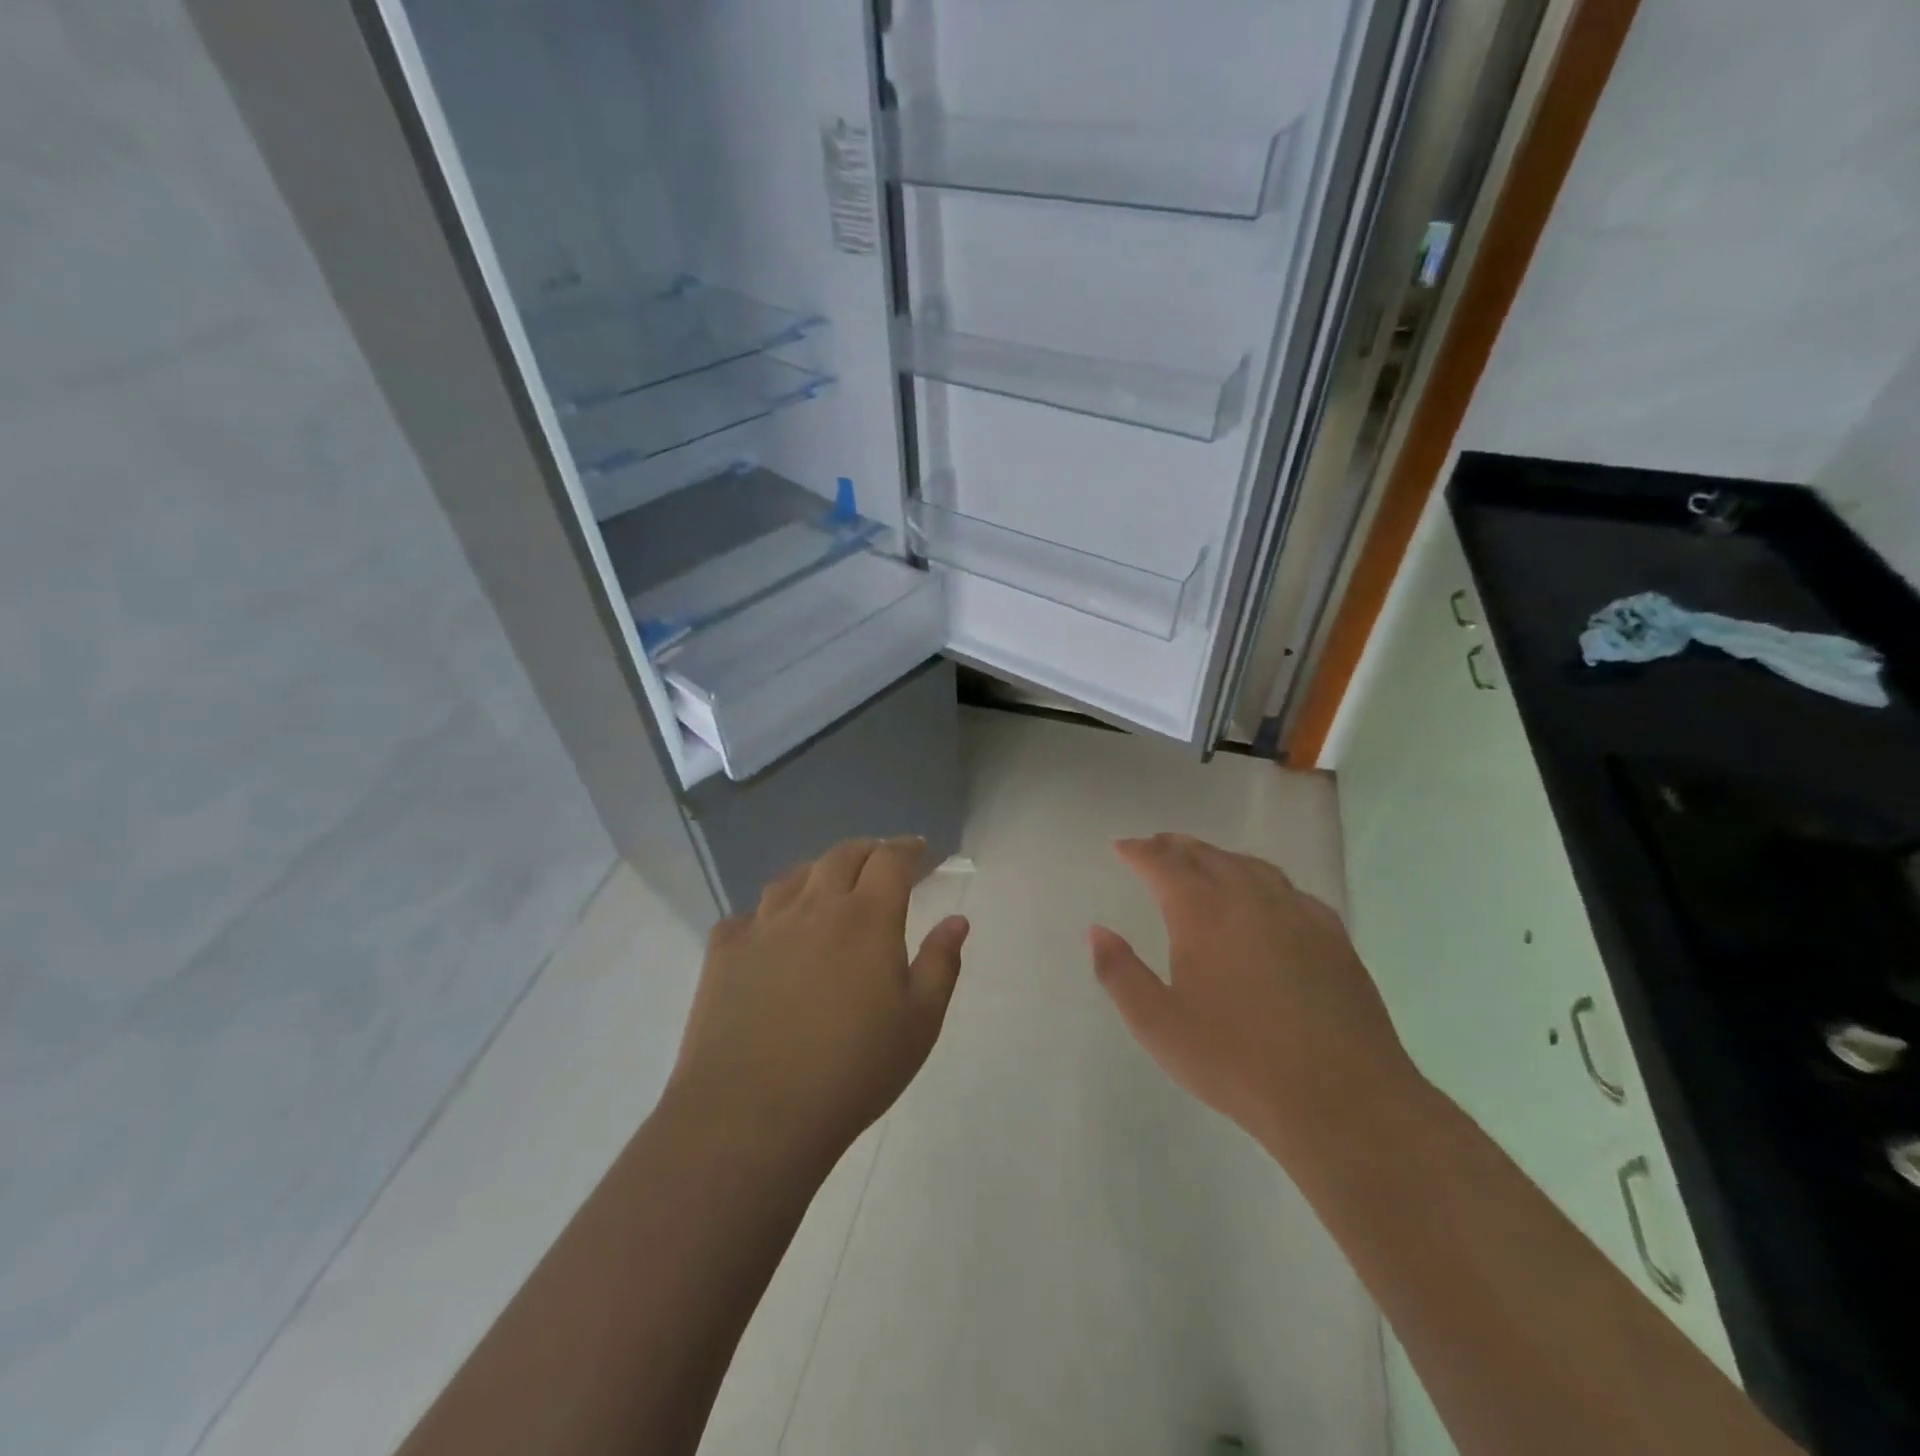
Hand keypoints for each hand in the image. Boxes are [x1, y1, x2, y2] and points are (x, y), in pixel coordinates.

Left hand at [666, 837, 968, 1172]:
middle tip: (878, 862)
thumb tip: (956, 920)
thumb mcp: (919, 1023)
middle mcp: (814, 906)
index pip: (890, 860)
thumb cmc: (852, 1071)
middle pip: (841, 856)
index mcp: (867, 917)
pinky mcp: (724, 951)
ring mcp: (763, 925)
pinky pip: (748, 915)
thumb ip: (940, 964)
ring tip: (826, 889)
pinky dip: (768, 913)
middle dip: (866, 851)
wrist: (753, 1115)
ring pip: (793, 877)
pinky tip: (771, 934)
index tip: (918, 850)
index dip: (907, 849)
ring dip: (817, 874)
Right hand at [1089, 834, 1416, 1153]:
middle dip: (1175, 846)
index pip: (1162, 864)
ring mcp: (1296, 912)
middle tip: (1155, 846)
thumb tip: (1097, 930)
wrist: (1340, 1096)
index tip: (1121, 846)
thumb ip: (1119, 972)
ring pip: (1249, 865)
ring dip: (1218, 857)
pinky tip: (1264, 897)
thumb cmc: (1235, 1060)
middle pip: (1206, 855)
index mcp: (1201, 911)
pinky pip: (1288, 889)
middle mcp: (1248, 897)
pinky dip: (1262, 879)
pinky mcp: (1332, 935)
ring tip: (1202, 861)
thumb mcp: (1157, 1024)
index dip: (1138, 852)